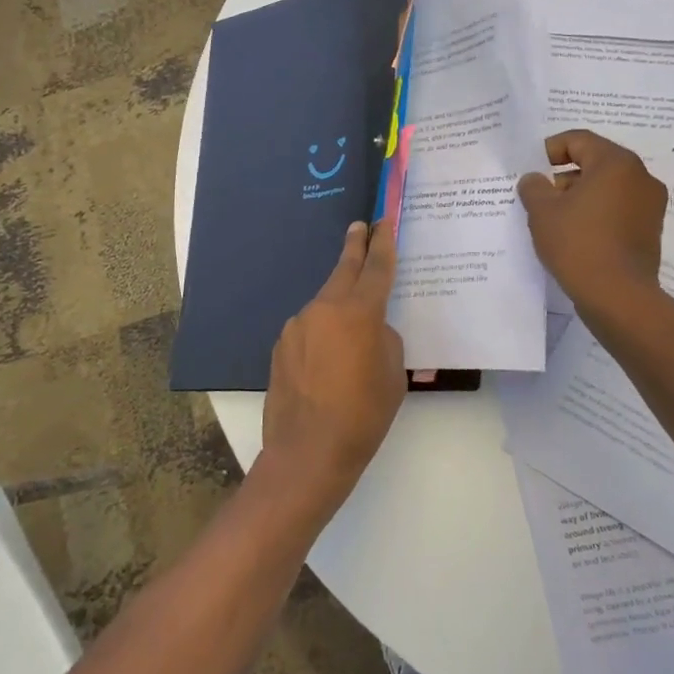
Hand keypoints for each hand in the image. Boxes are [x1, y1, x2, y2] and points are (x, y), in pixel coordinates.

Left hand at [260, 221, 405, 503]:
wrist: (308, 452)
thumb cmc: (363, 415)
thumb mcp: (392, 375)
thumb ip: (384, 339)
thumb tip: (369, 329)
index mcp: (359, 313)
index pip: (376, 267)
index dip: (383, 242)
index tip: (384, 221)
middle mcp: (324, 309)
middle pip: (343, 270)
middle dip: (354, 247)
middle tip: (360, 228)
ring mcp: (297, 326)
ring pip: (325, 304)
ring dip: (338, 305)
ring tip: (351, 331)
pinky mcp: (281, 346)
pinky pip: (309, 329)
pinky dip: (321, 333)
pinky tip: (326, 361)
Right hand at [517, 130, 666, 312]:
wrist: (618, 296)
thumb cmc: (578, 243)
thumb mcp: (542, 211)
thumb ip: (533, 187)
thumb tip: (535, 180)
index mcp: (616, 162)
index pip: (579, 140)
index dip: (550, 150)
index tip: (533, 170)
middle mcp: (640, 176)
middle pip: (596, 162)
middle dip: (565, 175)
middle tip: (541, 196)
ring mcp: (650, 204)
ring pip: (608, 187)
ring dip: (581, 195)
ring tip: (556, 218)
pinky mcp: (650, 229)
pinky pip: (618, 209)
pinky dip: (598, 213)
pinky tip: (577, 234)